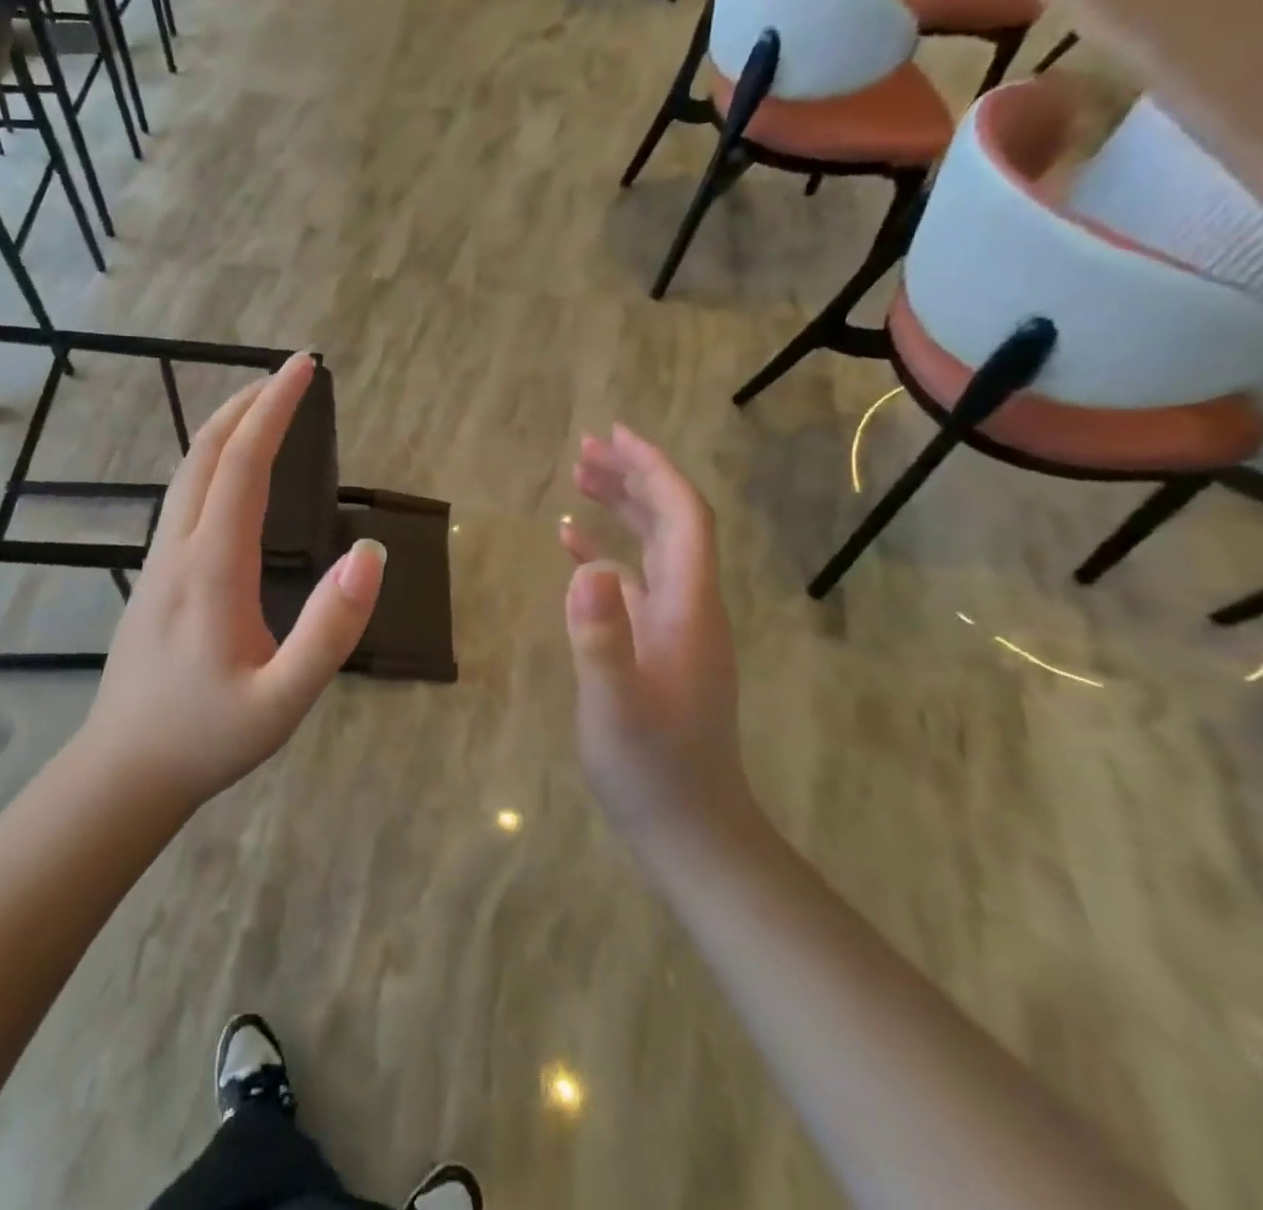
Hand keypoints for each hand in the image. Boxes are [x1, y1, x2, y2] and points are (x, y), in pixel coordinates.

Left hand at [83, 354, 385, 804]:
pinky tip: (230, 476)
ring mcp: (158, 561)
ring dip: (226, 430)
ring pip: (187, 474)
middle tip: (290, 375)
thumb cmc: (208, 737)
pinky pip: (182, 498)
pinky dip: (211, 462)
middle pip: (206, 454)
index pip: (243, 465)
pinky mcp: (154, 577)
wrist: (124, 771)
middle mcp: (178, 549)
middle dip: (248, 404)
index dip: (274, 410)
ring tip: (265, 410)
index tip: (303, 368)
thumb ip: (330, 630)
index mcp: (212, 568)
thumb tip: (370, 555)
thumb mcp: (285, 699)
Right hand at [561, 426, 758, 854]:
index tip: (615, 435)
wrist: (689, 827)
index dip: (654, 470)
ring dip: (621, 507)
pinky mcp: (656, 644)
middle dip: (633, 477)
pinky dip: (606, 551)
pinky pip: (635, 579)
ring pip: (653, 546)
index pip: (683, 517)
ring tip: (579, 476)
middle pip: (671, 521)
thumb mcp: (615, 707)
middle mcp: (690, 605)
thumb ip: (601, 638)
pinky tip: (572, 544)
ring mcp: (675, 625)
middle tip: (586, 447)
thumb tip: (585, 568)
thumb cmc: (652, 769)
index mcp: (689, 608)